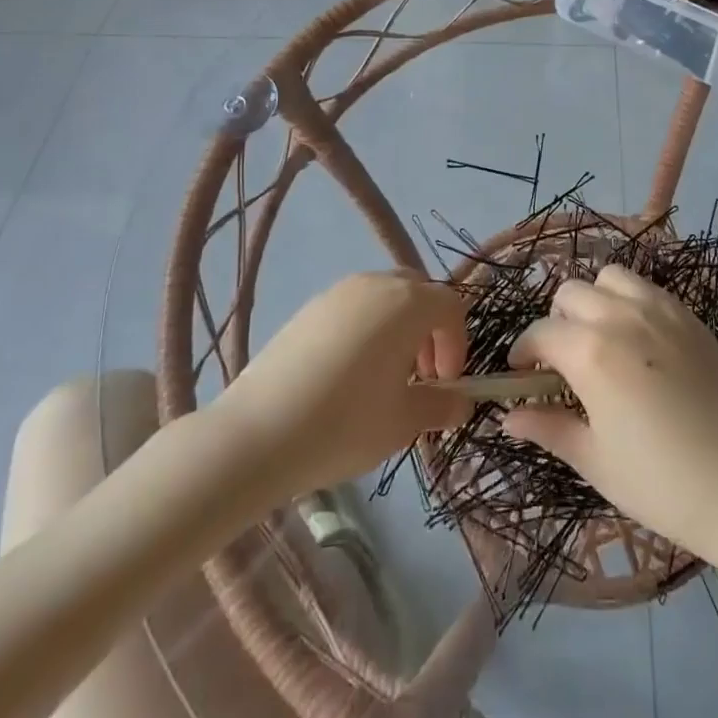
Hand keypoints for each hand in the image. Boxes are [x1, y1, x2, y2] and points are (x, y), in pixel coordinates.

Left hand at [219, 272, 467, 496]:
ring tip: (383, 379)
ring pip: (384, 298)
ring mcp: (337, 292)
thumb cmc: (345, 424)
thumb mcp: (403, 422)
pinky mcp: (308, 308)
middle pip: (418, 292)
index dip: (457, 344)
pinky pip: (353, 308)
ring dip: (397, 329)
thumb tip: (460, 401)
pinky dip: (365, 331)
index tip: (445, 384)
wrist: (257, 434)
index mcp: (407, 303)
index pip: (450, 306)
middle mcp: (375, 284)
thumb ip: (440, 405)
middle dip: (428, 330)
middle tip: (420, 376)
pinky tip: (346, 377)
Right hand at [502, 264, 717, 558]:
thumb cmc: (659, 483)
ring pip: (610, 278)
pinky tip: (640, 341)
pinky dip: (631, 302)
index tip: (522, 374)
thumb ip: (547, 427)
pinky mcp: (690, 317)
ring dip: (595, 300)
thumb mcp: (594, 460)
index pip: (541, 333)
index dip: (524, 352)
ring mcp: (661, 310)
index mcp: (590, 352)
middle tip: (564, 360)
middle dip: (557, 321)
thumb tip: (507, 417)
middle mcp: (621, 317)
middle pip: (571, 293)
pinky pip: (648, 289)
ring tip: (602, 337)